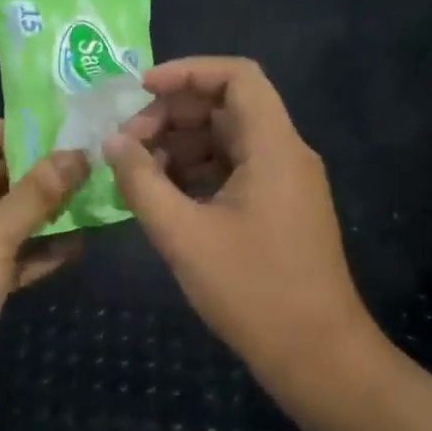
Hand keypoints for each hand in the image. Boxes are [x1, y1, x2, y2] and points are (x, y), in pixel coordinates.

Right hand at [105, 58, 374, 400]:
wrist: (319, 359)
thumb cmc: (253, 292)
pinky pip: (234, 169)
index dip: (186, 72)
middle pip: (226, 106)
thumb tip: (112, 142)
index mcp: (274, 147)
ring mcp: (285, 182)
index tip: (139, 90)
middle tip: (127, 143)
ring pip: (227, 139)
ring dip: (180, 145)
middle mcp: (286, 153)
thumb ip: (142, 182)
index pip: (237, 76)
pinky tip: (162, 195)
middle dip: (172, 115)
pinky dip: (196, 172)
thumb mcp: (183, 235)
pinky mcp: (279, 208)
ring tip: (137, 172)